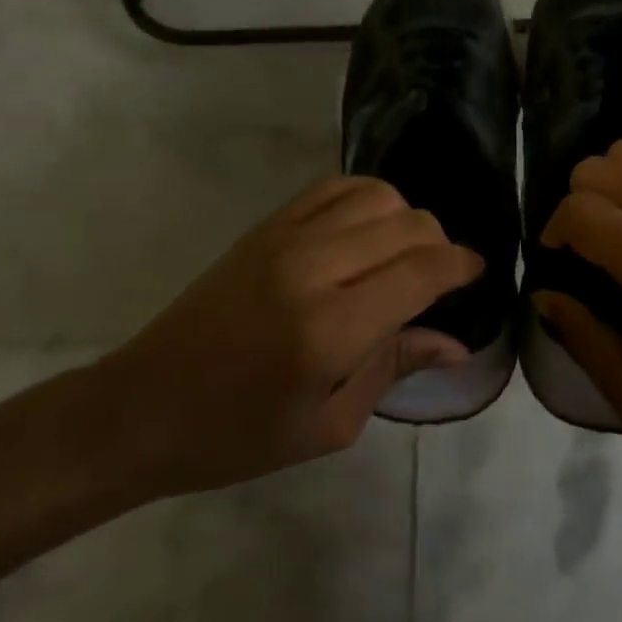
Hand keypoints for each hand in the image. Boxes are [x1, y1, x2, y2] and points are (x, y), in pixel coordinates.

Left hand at [94, 177, 482, 496]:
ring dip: (405, 217)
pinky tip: (367, 229)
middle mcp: (314, 269)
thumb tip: (456, 343)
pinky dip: (365, 198)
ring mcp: (286, 238)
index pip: (422, 271)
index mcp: (331, 329)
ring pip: (376, 194)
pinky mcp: (266, 227)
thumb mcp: (329, 425)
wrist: (144, 406)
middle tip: (440, 277)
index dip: (461, 266)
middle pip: (407, 224)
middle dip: (440, 244)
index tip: (477, 274)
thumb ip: (395, 368)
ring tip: (404, 253)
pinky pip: (333, 187)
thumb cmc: (238, 435)